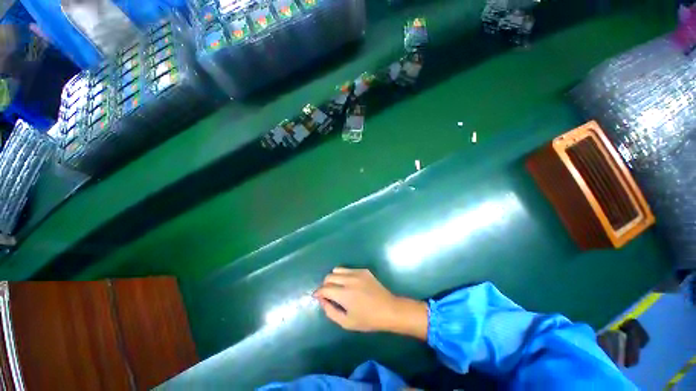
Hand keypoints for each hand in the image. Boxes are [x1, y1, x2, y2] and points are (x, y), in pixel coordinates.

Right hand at [314, 268, 427, 338]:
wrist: (389, 309)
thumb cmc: (368, 320)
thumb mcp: (346, 322)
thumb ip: (330, 311)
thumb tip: (322, 300)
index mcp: (344, 294)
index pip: (324, 288)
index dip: (318, 292)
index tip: (317, 296)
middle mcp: (349, 280)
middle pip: (329, 276)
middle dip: (325, 285)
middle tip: (328, 294)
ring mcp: (357, 273)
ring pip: (338, 270)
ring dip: (334, 278)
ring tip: (338, 287)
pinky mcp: (364, 270)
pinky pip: (348, 269)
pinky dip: (344, 275)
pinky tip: (350, 284)